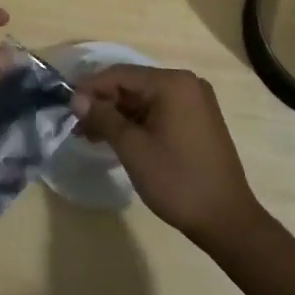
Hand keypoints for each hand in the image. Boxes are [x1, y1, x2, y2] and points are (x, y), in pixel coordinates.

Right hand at [71, 65, 263, 245]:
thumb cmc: (177, 181)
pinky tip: (118, 139)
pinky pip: (159, 111)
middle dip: (104, 104)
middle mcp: (186, 84)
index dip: (90, 89)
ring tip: (91, 136)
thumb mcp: (133, 149)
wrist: (227, 220)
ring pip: (145, 100)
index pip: (120, 74)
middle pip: (133, 85)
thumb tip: (77, 99)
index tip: (67, 107)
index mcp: (173, 83)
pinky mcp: (198, 120)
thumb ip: (104, 118)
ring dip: (118, 115)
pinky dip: (137, 123)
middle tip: (78, 126)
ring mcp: (195, 102)